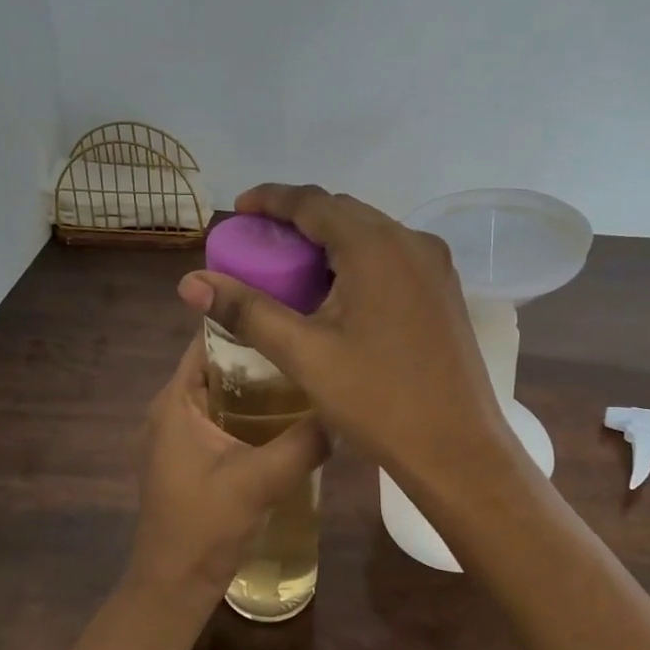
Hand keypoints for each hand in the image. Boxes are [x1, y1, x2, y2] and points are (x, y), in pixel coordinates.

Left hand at [127, 333, 327, 607]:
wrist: (174, 585)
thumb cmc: (204, 526)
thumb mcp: (260, 480)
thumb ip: (304, 443)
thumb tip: (344, 410)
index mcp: (175, 401)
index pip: (207, 340)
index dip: (245, 320)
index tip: (290, 309)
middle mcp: (173, 408)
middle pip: (219, 363)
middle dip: (262, 352)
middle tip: (310, 341)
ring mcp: (180, 434)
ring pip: (225, 391)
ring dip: (260, 383)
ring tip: (308, 371)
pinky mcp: (192, 456)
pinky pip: (225, 417)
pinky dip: (253, 410)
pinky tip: (291, 416)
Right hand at [176, 185, 515, 495]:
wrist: (458, 449)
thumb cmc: (378, 401)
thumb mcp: (305, 354)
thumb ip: (247, 310)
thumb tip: (191, 282)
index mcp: (376, 247)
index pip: (312, 202)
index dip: (270, 199)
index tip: (238, 210)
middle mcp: (411, 241)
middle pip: (343, 211)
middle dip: (297, 219)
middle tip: (259, 243)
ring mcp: (434, 265)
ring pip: (370, 233)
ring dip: (328, 240)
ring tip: (291, 267)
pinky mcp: (443, 290)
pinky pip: (391, 256)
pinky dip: (356, 260)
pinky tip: (336, 292)